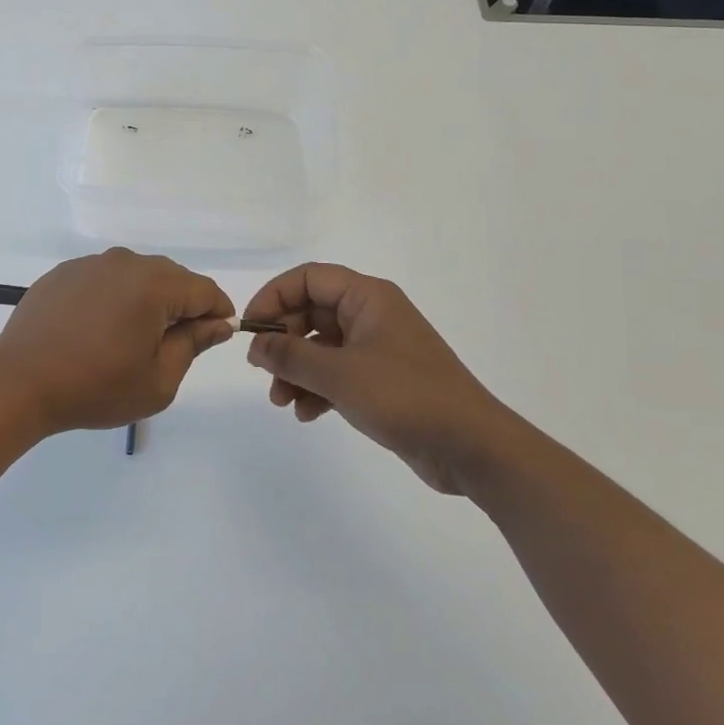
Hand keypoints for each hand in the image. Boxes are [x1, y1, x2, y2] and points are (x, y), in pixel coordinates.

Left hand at [0, 249, 234, 434]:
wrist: (20, 382)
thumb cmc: (96, 387)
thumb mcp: (158, 379)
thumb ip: (193, 344)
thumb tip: (218, 323)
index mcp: (153, 284)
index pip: (204, 290)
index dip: (217, 312)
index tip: (217, 335)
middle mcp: (124, 262)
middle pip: (171, 277)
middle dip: (182, 305)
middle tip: (175, 344)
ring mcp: (89, 264)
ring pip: (135, 275)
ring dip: (146, 299)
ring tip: (133, 337)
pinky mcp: (63, 273)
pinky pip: (103, 279)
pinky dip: (113, 297)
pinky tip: (99, 328)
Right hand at [241, 263, 524, 494]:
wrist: (472, 446)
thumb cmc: (405, 396)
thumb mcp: (339, 374)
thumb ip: (291, 356)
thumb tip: (256, 344)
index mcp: (367, 297)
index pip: (308, 278)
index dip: (274, 297)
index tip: (252, 328)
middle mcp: (371, 315)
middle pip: (311, 313)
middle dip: (283, 342)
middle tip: (261, 370)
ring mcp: (378, 348)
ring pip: (320, 347)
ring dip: (295, 371)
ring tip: (281, 402)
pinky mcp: (382, 380)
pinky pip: (337, 373)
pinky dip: (317, 389)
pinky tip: (306, 414)